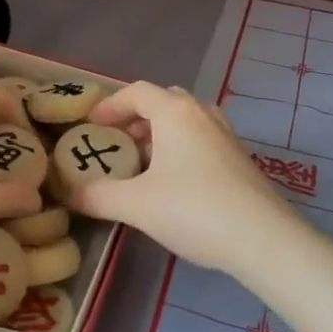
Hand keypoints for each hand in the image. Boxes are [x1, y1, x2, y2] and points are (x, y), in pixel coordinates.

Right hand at [63, 81, 306, 278]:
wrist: (263, 239)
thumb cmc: (194, 209)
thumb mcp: (136, 205)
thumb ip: (97, 196)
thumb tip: (68, 193)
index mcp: (176, 112)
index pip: (137, 92)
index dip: (109, 105)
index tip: (91, 125)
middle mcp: (202, 114)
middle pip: (163, 102)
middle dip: (135, 120)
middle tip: (116, 144)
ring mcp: (225, 136)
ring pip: (184, 122)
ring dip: (159, 136)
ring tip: (141, 166)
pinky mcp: (239, 160)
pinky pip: (200, 141)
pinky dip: (179, 150)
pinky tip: (171, 185)